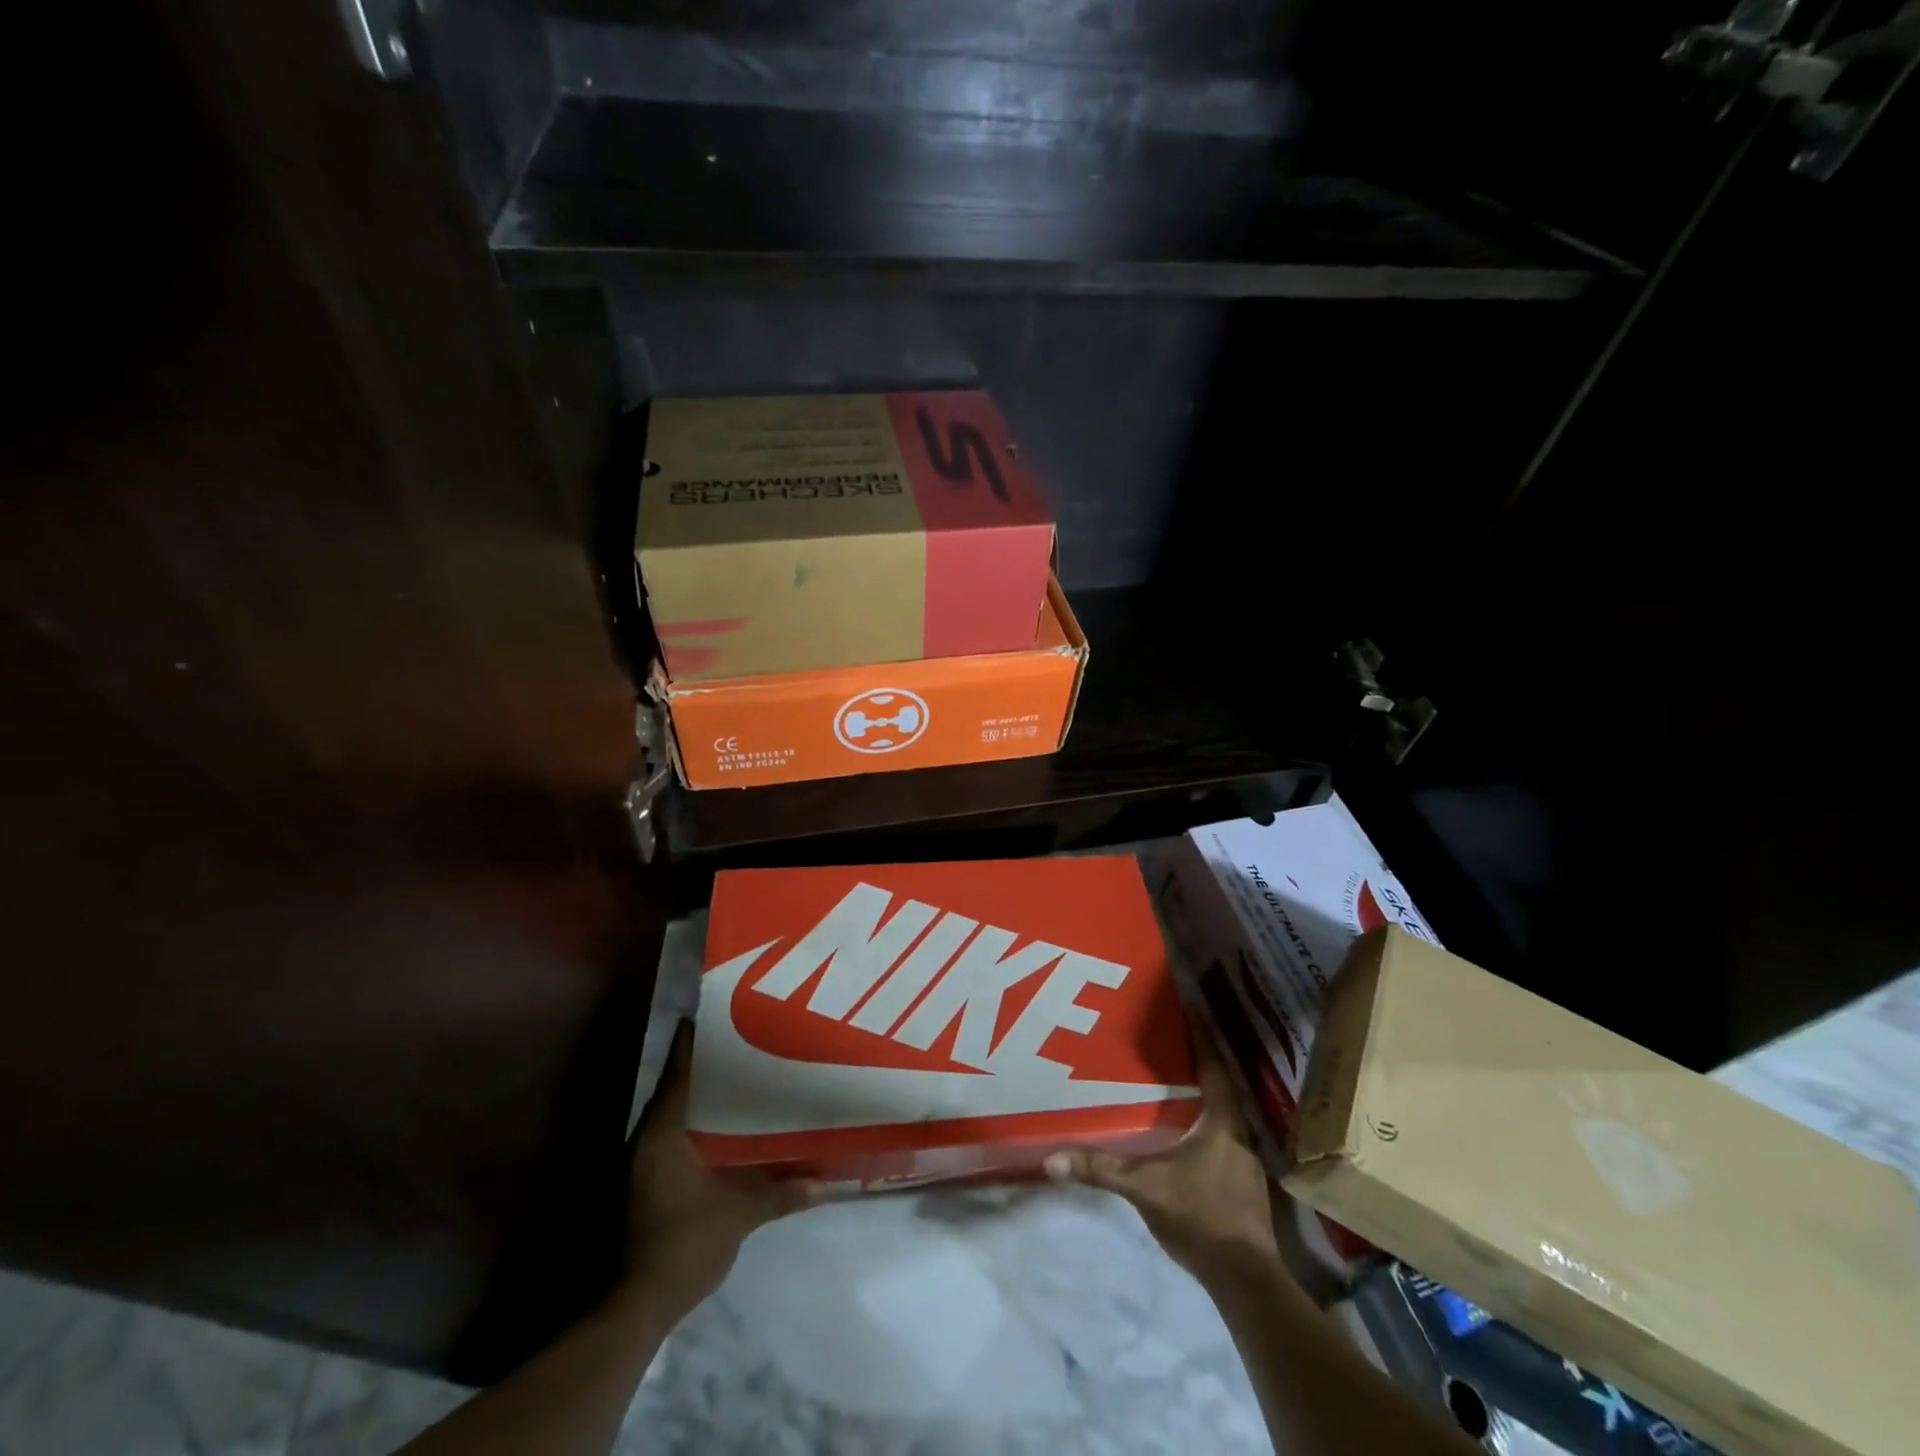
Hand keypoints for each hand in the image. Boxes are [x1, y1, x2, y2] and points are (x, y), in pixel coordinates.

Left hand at [623, 1022, 821, 1322]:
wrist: (636, 1307)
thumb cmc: (684, 1244)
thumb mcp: (739, 1216)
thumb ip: (782, 1194)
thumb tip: (828, 1184)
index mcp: (663, 1134)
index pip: (678, 1074)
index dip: (692, 1043)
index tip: (712, 1015)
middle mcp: (645, 1141)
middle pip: (674, 1091)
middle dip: (703, 1069)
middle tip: (739, 1045)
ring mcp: (639, 1166)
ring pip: (671, 1117)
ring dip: (698, 1101)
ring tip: (736, 1083)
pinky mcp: (643, 1186)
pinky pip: (671, 1140)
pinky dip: (693, 1130)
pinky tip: (721, 1133)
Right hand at [1044, 1013, 1280, 1287]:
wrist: (1244, 1279)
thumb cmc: (1199, 1217)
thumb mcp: (1144, 1188)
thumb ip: (1101, 1169)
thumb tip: (1051, 1159)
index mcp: (1222, 1119)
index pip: (1213, 1063)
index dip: (1201, 1034)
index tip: (1189, 1006)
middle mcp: (1240, 1130)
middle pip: (1221, 1082)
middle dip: (1199, 1058)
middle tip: (1171, 1036)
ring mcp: (1246, 1157)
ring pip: (1225, 1109)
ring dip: (1205, 1090)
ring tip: (1176, 1074)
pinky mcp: (1244, 1180)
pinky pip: (1225, 1133)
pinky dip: (1208, 1119)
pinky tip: (1188, 1125)